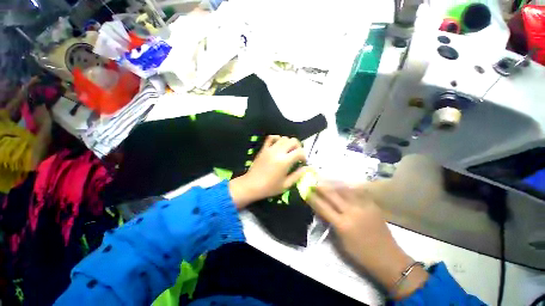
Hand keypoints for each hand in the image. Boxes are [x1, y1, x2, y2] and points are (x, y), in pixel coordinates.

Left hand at [229, 135, 306, 208]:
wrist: (251, 185)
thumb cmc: (269, 187)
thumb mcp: (286, 185)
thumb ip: (298, 175)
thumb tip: (306, 168)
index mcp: (285, 161)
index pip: (299, 152)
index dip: (304, 156)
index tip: (303, 162)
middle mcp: (278, 152)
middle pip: (293, 141)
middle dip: (298, 146)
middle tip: (297, 154)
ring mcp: (270, 149)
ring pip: (283, 138)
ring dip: (289, 142)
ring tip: (289, 150)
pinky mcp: (264, 148)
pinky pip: (271, 138)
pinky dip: (277, 138)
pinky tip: (279, 144)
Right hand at [308, 184, 428, 298]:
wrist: (388, 258)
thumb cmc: (361, 254)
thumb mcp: (340, 243)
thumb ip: (330, 224)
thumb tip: (321, 211)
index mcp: (342, 225)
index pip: (322, 207)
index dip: (313, 198)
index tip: (306, 191)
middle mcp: (352, 212)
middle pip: (332, 195)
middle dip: (321, 187)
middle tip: (314, 182)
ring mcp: (363, 207)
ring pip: (345, 190)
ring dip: (333, 185)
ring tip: (326, 182)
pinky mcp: (372, 205)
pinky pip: (357, 192)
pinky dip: (348, 188)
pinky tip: (343, 186)